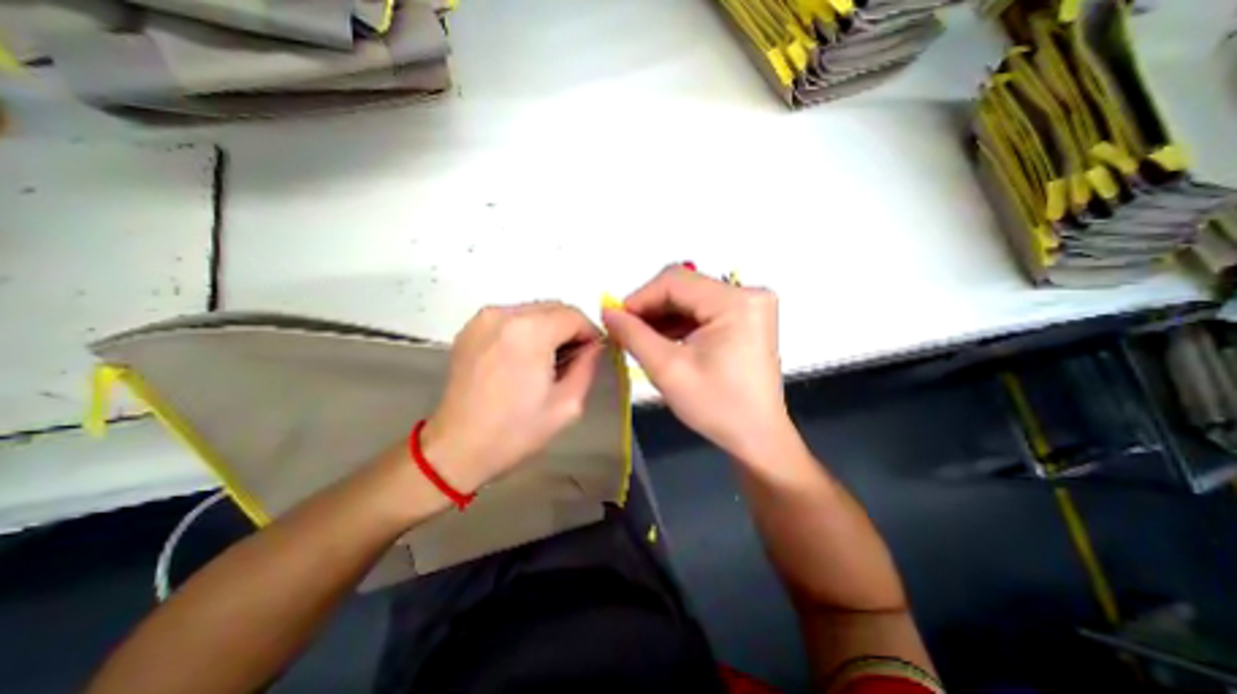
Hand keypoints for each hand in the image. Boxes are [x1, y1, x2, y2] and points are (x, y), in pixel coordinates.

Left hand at [420, 303, 605, 493]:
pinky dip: (527, 330)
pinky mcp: (470, 328)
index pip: (574, 315)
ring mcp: (484, 319)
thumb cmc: (516, 430)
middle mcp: (505, 314)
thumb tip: (594, 346)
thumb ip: (588, 366)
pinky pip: (512, 317)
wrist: (458, 447)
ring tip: (548, 360)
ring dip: (550, 328)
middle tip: (574, 357)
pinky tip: (525, 357)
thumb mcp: (567, 404)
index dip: (590, 332)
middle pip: (553, 307)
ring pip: (533, 310)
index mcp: (530, 332)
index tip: (593, 353)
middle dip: (570, 328)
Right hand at [605, 267, 797, 462]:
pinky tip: (662, 340)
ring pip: (691, 298)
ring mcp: (749, 305)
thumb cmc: (716, 407)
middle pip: (684, 287)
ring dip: (663, 316)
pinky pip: (703, 310)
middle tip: (625, 331)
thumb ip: (633, 336)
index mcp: (735, 302)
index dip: (639, 298)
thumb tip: (607, 312)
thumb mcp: (668, 370)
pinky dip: (679, 323)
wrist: (756, 436)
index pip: (675, 281)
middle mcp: (748, 294)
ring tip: (640, 338)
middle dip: (650, 308)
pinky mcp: (746, 318)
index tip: (615, 320)